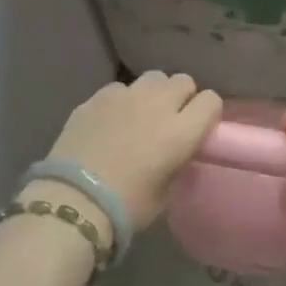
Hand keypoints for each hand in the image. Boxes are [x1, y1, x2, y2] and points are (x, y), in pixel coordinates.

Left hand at [44, 72, 222, 230]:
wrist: (74, 202)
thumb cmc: (127, 206)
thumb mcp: (167, 192)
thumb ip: (178, 162)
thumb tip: (178, 151)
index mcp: (181, 131)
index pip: (211, 101)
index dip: (207, 113)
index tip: (199, 128)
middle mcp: (158, 104)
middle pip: (183, 81)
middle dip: (182, 97)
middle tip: (171, 120)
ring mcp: (125, 96)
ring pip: (153, 78)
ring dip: (154, 93)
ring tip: (141, 114)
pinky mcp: (97, 97)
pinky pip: (120, 88)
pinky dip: (122, 100)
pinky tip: (111, 121)